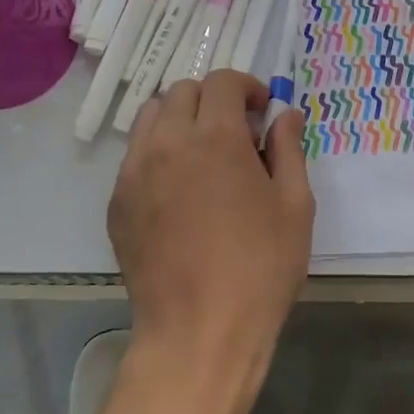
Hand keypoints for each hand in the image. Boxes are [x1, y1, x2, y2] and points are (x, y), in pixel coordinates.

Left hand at [107, 71, 314, 394]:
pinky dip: (158, 152)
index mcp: (217, 138)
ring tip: (202, 153)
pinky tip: (178, 190)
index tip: (262, 112)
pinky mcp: (117, 202)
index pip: (222, 82)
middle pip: (183, 91)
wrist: (199, 332)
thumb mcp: (295, 206)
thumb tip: (285, 114)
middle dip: (213, 99)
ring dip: (180, 119)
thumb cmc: (260, 268)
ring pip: (151, 117)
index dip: (247, 87)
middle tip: (236, 132)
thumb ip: (289, 149)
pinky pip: (135, 155)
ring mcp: (135, 172)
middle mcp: (169, 143)